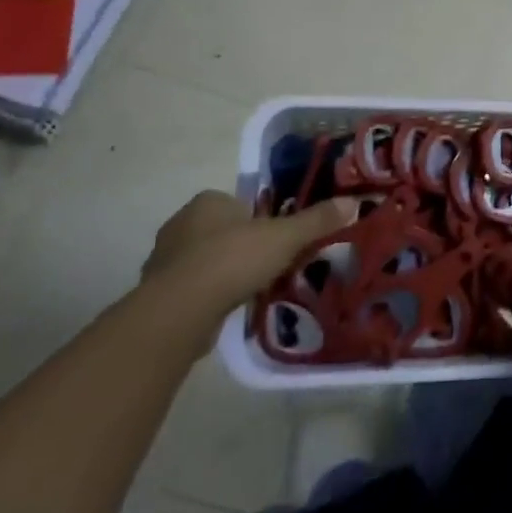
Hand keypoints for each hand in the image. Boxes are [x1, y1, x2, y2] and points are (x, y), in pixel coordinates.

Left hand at [140, 191, 352, 348]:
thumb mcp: (284, 238)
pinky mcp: (158, 292)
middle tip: (271, 264)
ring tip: (252, 289)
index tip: (279, 239)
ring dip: (225, 272)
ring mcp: (164, 258)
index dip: (261, 219)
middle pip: (223, 230)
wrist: (178, 311)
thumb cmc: (232, 260)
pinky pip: (192, 288)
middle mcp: (181, 223)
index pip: (240, 203)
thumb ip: (316, 221)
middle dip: (244, 246)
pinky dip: (209, 295)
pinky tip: (228, 308)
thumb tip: (353, 202)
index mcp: (209, 201)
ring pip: (205, 260)